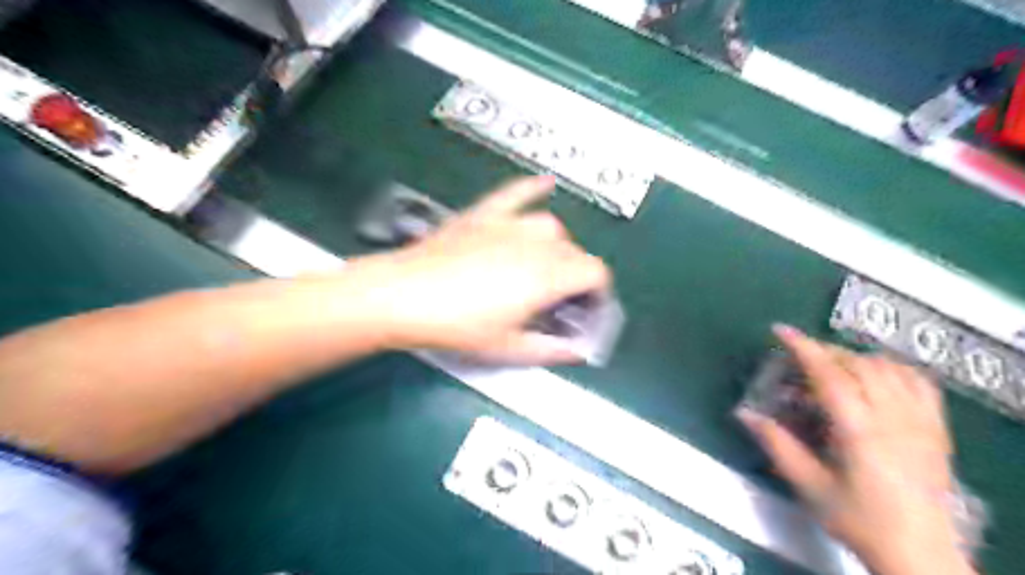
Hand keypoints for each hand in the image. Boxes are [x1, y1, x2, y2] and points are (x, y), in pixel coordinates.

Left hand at [349, 174, 611, 363]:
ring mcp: (508, 224)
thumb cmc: (458, 325)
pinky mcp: (483, 214)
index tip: (587, 308)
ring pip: (551, 227)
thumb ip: (551, 349)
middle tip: (559, 300)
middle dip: (576, 275)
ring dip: (556, 246)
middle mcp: (535, 244)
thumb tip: (579, 351)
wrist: (403, 296)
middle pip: (575, 252)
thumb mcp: (508, 347)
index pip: (594, 272)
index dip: (598, 291)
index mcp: (546, 277)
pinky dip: (533, 188)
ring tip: (543, 265)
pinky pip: (516, 193)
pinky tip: (546, 183)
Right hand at [742, 325, 969, 573]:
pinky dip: (892, 368)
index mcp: (860, 430)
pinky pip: (918, 382)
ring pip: (887, 368)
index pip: (829, 374)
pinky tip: (876, 375)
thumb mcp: (808, 485)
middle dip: (823, 351)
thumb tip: (743, 413)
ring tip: (831, 367)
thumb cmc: (858, 519)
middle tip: (798, 357)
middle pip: (857, 364)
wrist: (920, 553)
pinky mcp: (937, 429)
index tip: (780, 330)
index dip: (803, 347)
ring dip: (854, 358)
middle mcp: (893, 417)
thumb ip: (776, 444)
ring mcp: (920, 421)